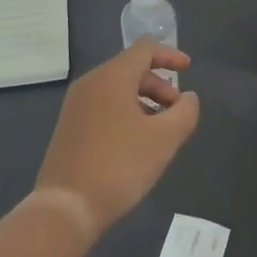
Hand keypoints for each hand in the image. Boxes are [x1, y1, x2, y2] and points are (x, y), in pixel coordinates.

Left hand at [33, 40, 200, 235]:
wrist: (67, 206)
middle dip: (159, 84)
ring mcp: (76, 105)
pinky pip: (104, 105)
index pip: (144, 49)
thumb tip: (188, 98)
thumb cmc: (120, 165)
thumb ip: (185, 112)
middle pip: (131, 68)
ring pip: (117, 89)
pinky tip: (137, 140)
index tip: (189, 68)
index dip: (170, 54)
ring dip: (144, 99)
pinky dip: (126, 111)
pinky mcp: (70, 126)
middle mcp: (91, 83)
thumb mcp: (164, 139)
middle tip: (177, 110)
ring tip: (161, 129)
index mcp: (112, 77)